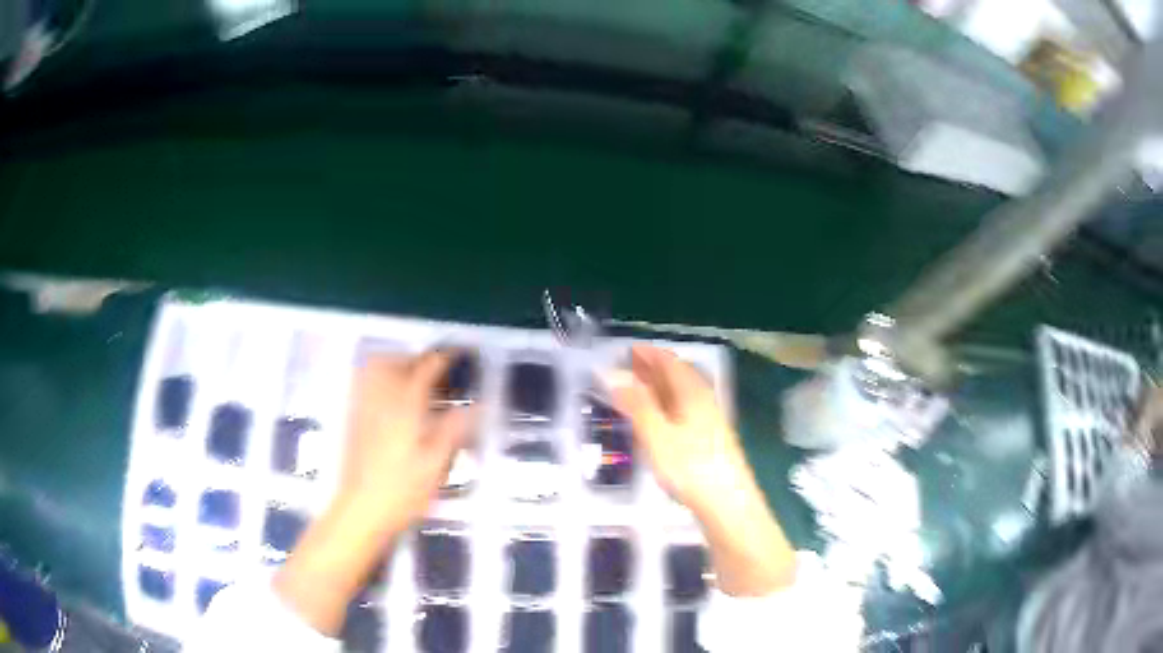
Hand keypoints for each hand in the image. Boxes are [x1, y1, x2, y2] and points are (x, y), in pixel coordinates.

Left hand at [275, 350, 474, 634]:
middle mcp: (381, 399)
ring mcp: (364, 407)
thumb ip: (454, 428)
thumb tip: (477, 404)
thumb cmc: (404, 490)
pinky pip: (364, 383)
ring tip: (415, 380)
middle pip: (395, 361)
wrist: (362, 509)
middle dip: (417, 358)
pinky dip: (380, 378)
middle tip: (437, 371)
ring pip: (375, 368)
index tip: (461, 353)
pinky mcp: (355, 419)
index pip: (426, 369)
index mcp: (405, 406)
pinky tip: (394, 398)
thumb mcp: (437, 463)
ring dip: (397, 364)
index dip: (445, 357)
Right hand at [606, 345, 747, 515]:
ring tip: (639, 389)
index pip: (670, 362)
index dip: (649, 354)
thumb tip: (614, 376)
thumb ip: (636, 405)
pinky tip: (660, 418)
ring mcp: (710, 420)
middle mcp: (704, 400)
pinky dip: (668, 403)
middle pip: (679, 375)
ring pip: (683, 393)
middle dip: (654, 368)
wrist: (728, 503)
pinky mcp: (711, 439)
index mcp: (692, 393)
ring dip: (661, 386)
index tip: (629, 350)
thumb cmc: (690, 468)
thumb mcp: (656, 436)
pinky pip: (686, 409)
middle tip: (630, 367)